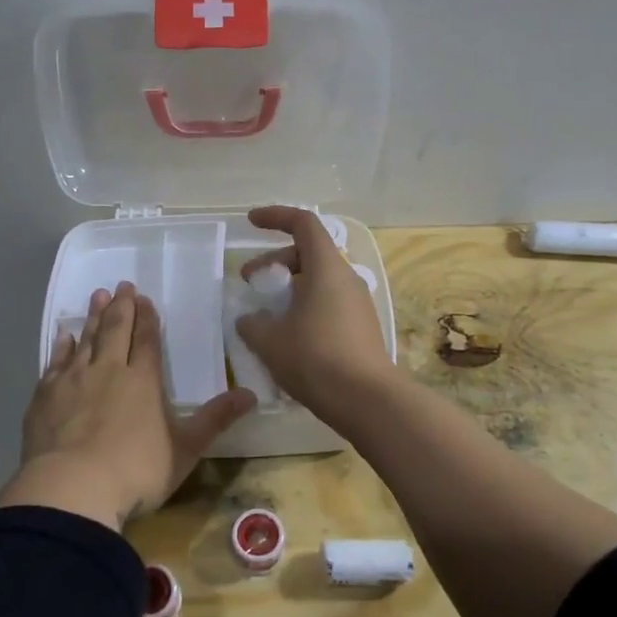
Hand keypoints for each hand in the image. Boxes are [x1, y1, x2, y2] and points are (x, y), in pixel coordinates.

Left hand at [0, 282, 256, 531]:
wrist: (72, 488)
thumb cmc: (136, 471)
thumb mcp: (185, 449)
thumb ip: (215, 420)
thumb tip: (252, 395)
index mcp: (143, 380)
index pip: (147, 340)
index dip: (147, 318)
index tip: (144, 298)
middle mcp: (108, 370)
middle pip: (116, 330)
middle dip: (121, 307)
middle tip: (121, 285)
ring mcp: (74, 381)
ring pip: (86, 339)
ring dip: (93, 317)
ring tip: (97, 295)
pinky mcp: (45, 396)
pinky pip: (56, 362)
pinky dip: (62, 346)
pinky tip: (64, 336)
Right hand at [234, 206, 394, 423]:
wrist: (367, 400)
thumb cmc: (315, 359)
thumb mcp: (271, 342)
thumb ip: (253, 325)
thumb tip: (249, 320)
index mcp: (326, 268)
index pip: (303, 223)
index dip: (276, 216)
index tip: (251, 222)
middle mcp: (346, 278)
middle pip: (309, 252)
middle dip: (275, 260)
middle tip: (250, 281)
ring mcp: (358, 303)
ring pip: (319, 279)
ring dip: (290, 286)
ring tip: (267, 312)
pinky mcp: (362, 326)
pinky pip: (329, 301)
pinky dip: (305, 305)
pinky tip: (289, 334)